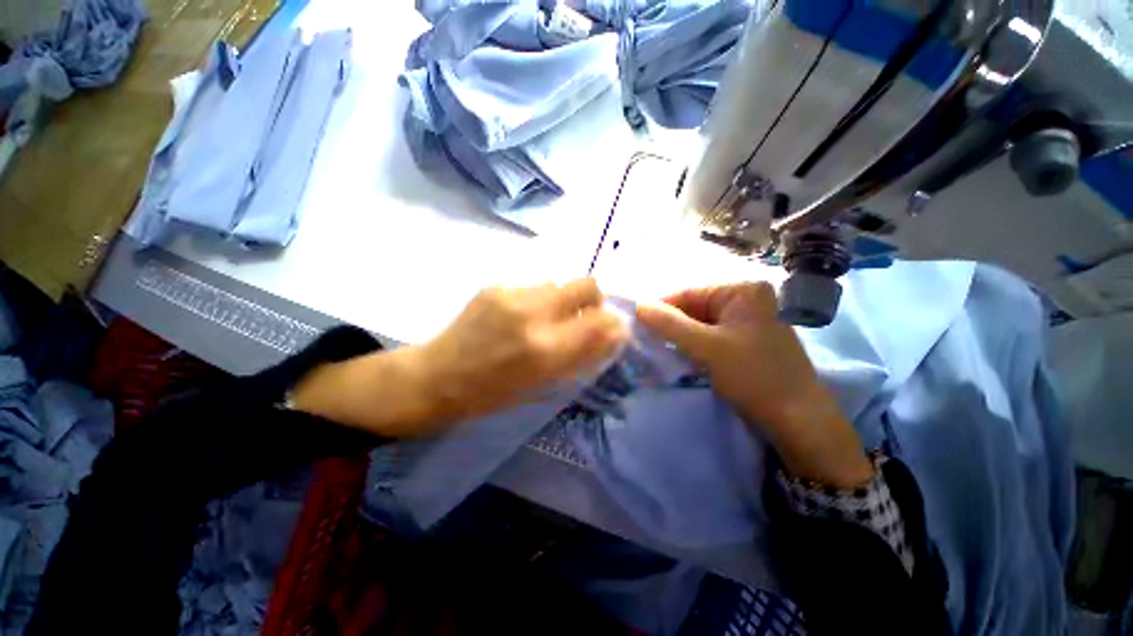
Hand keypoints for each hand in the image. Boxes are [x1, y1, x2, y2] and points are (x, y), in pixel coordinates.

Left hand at [292, 279, 627, 437]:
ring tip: (550, 318)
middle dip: (595, 299)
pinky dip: (542, 298)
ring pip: (561, 282)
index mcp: (545, 351)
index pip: (600, 322)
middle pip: (586, 285)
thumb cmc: (491, 394)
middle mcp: (533, 315)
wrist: (436, 377)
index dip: (614, 323)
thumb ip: (580, 357)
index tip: (614, 327)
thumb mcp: (542, 385)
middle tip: (586, 316)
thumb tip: (611, 335)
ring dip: (565, 299)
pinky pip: (535, 285)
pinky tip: (524, 315)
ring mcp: (512, 294)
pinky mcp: (495, 285)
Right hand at [635, 283, 873, 487]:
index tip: (636, 324)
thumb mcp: (706, 346)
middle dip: (671, 325)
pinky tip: (679, 356)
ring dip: (680, 337)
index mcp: (741, 290)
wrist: (796, 418)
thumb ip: (669, 324)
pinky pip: (709, 337)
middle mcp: (744, 300)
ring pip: (699, 324)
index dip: (661, 308)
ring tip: (658, 349)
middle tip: (645, 340)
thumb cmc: (753, 374)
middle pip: (694, 308)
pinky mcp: (743, 341)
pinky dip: (692, 346)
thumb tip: (638, 305)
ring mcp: (745, 321)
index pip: (688, 293)